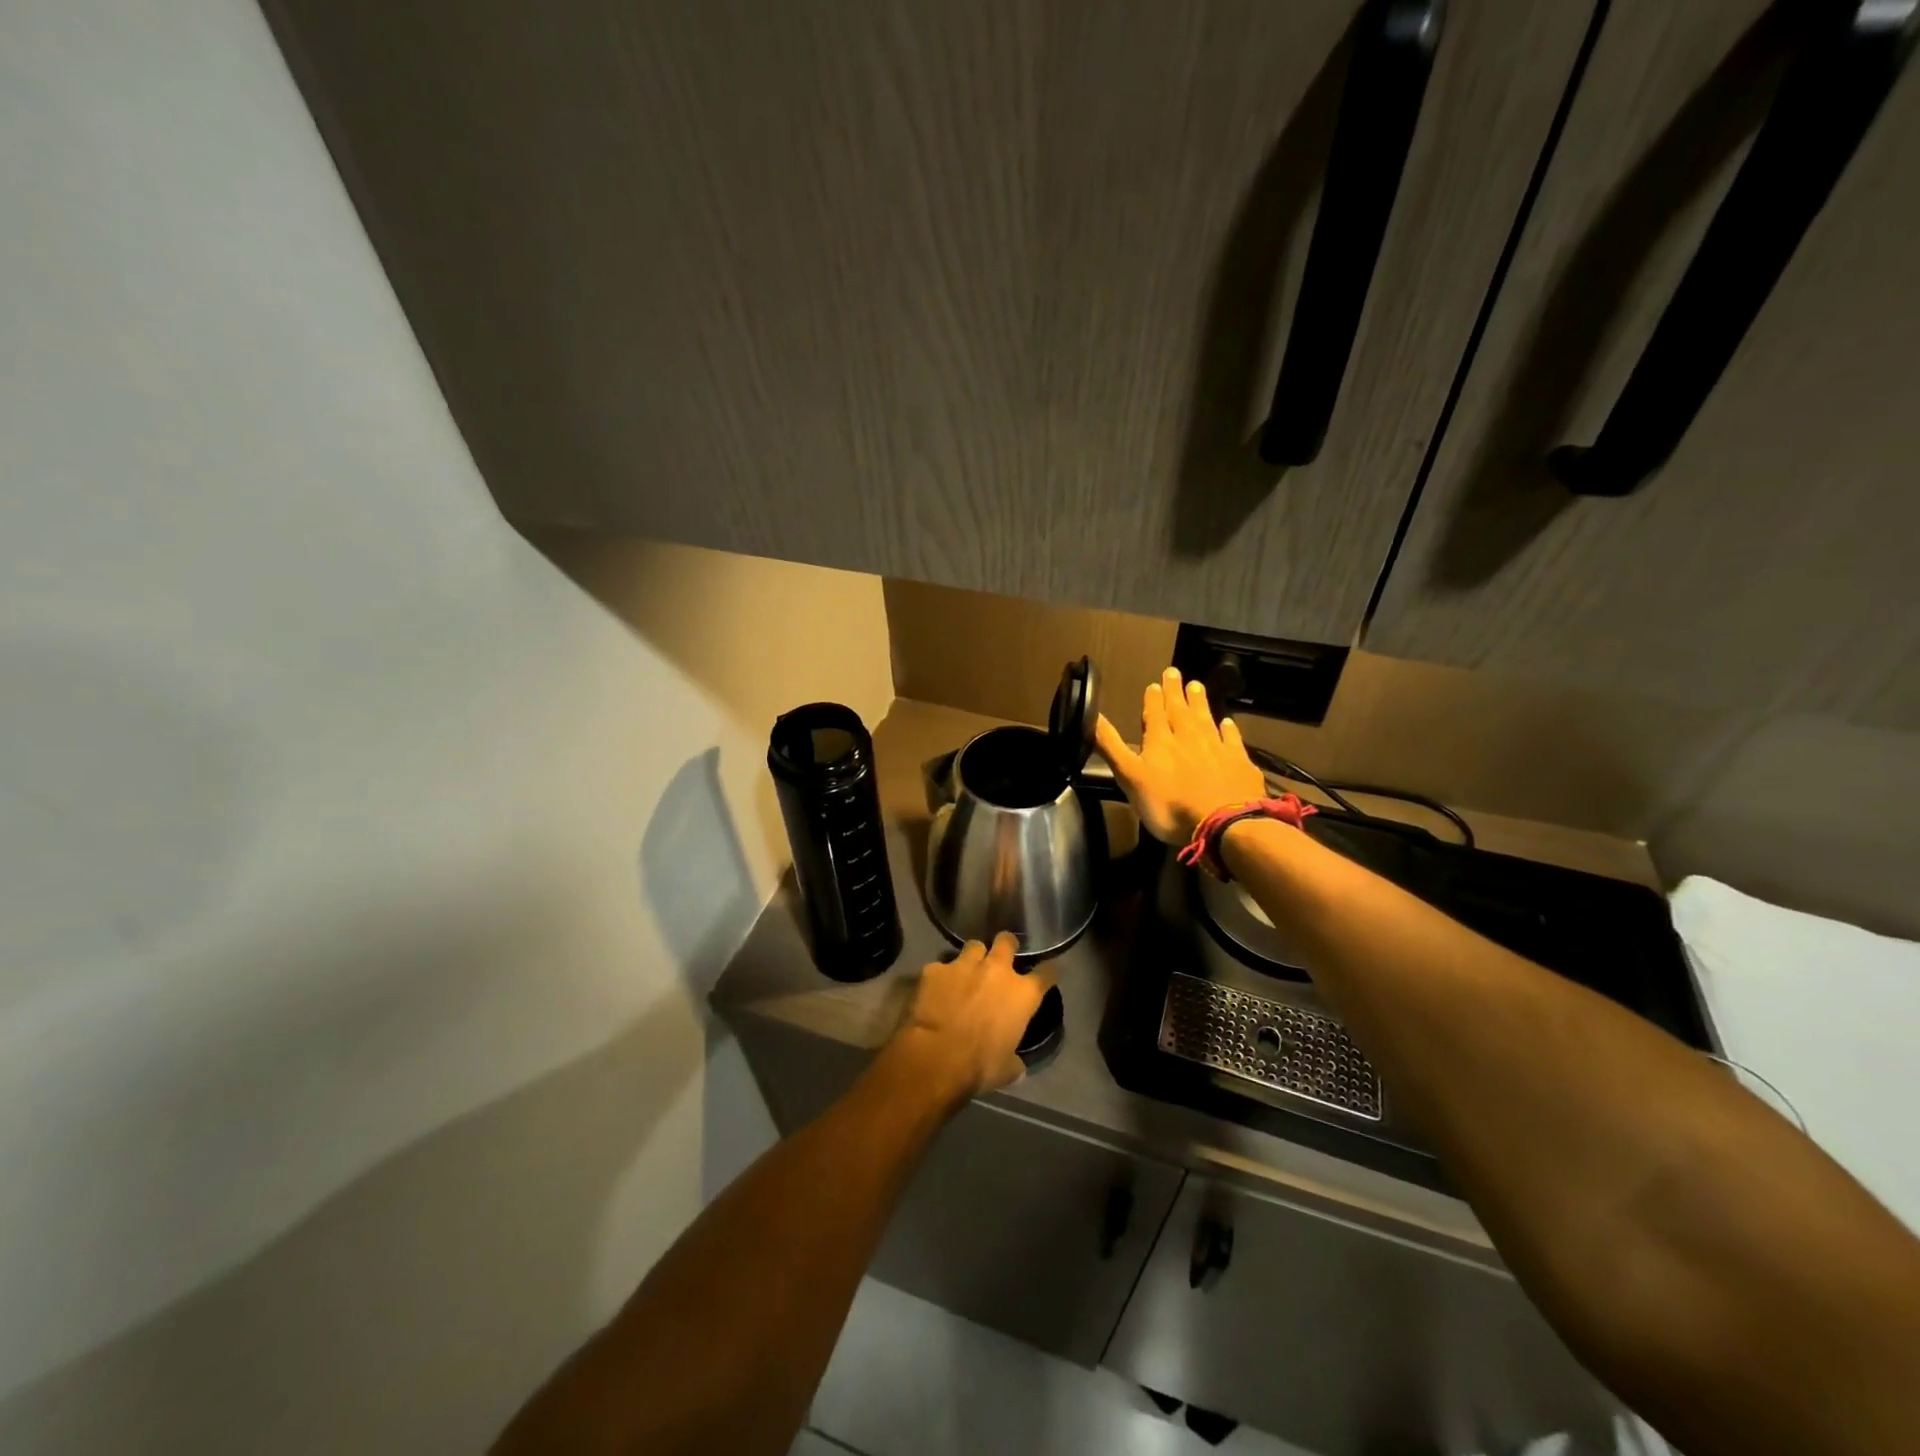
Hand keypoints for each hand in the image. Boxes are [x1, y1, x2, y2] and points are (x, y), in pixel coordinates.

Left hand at [891, 933, 1053, 1100]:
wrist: (937, 1055)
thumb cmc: (980, 1064)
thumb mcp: (1007, 1069)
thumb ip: (1014, 1061)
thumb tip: (1016, 1066)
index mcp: (1022, 994)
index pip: (1047, 973)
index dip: (1050, 971)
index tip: (1050, 971)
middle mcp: (996, 970)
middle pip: (1007, 941)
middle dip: (1006, 945)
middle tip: (1002, 955)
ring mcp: (964, 965)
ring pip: (973, 946)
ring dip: (973, 957)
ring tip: (967, 970)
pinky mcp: (935, 969)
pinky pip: (940, 967)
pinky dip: (940, 977)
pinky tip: (935, 989)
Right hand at [1094, 667, 1266, 844]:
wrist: (1223, 824)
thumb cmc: (1169, 804)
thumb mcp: (1130, 777)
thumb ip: (1111, 746)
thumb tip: (1093, 715)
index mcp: (1160, 742)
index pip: (1154, 714)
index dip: (1153, 699)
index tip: (1154, 683)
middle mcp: (1189, 738)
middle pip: (1180, 710)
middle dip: (1175, 692)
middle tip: (1174, 672)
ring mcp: (1217, 749)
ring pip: (1206, 719)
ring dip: (1199, 702)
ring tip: (1196, 685)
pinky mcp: (1239, 763)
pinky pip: (1232, 740)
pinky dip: (1229, 730)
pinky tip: (1228, 722)